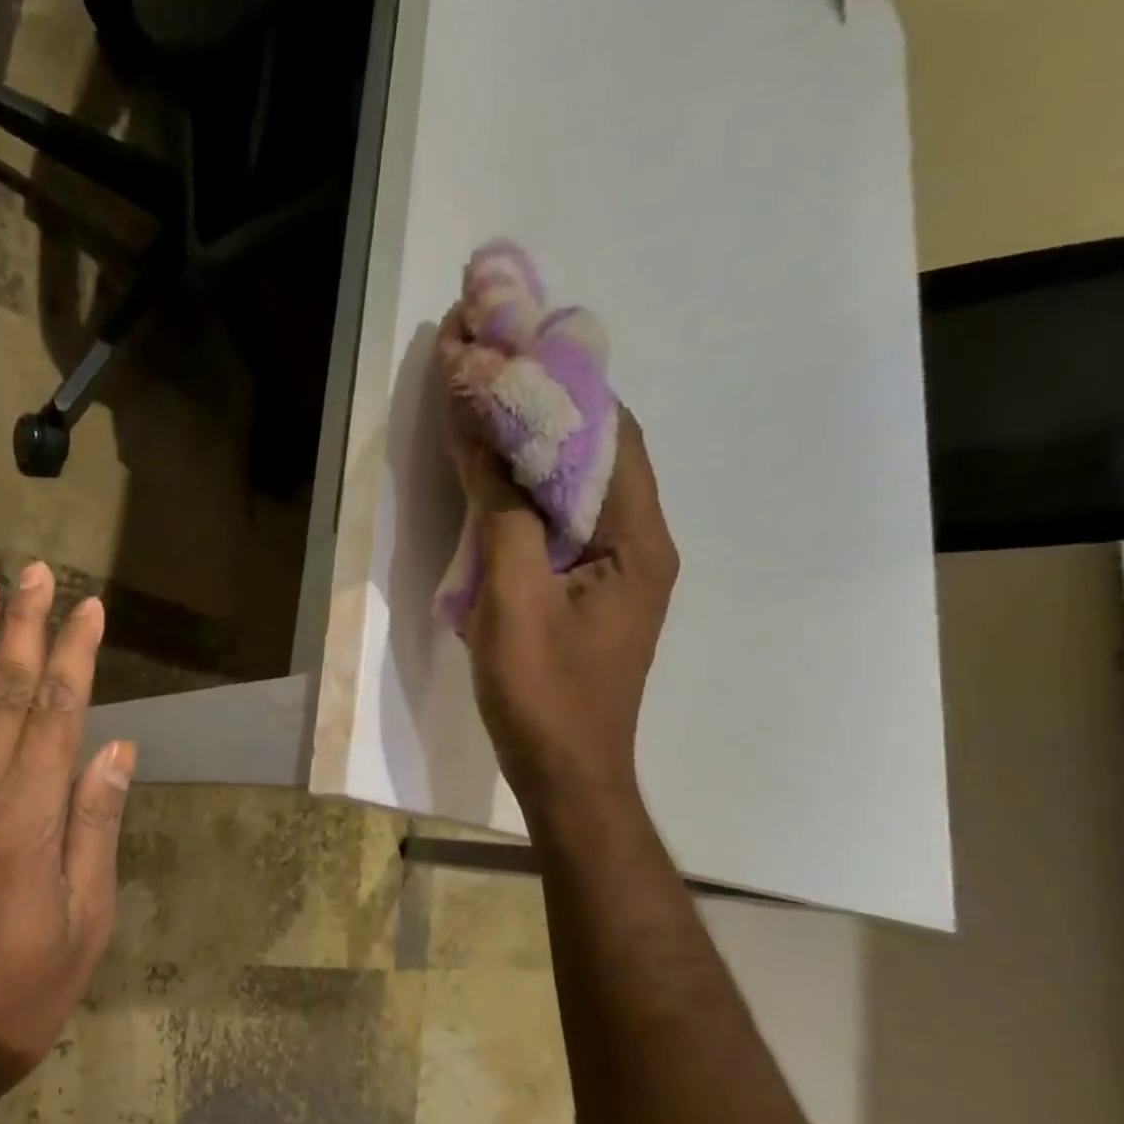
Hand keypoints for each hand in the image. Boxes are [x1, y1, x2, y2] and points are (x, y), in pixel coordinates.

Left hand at [0, 565, 133, 1100]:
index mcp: (30, 814)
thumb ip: (94, 827)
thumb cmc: (13, 996)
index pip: (58, 711)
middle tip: (32, 572)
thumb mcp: (83, 924)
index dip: (75, 653)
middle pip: (5, 689)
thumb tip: (116, 750)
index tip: (88, 607)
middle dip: (24, 625)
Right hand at [454, 403, 679, 808]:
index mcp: (637, 539)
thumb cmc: (544, 692)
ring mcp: (618, 571)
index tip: (511, 347)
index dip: (561, 386)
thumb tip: (483, 435)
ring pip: (579, 487)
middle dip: (547, 406)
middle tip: (493, 367)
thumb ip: (502, 514)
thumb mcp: (513, 599)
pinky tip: (496, 478)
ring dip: (536, 446)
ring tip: (487, 407)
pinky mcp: (591, 592)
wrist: (566, 776)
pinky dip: (530, 490)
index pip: (608, 434)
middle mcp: (640, 543)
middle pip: (598, 453)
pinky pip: (564, 522)